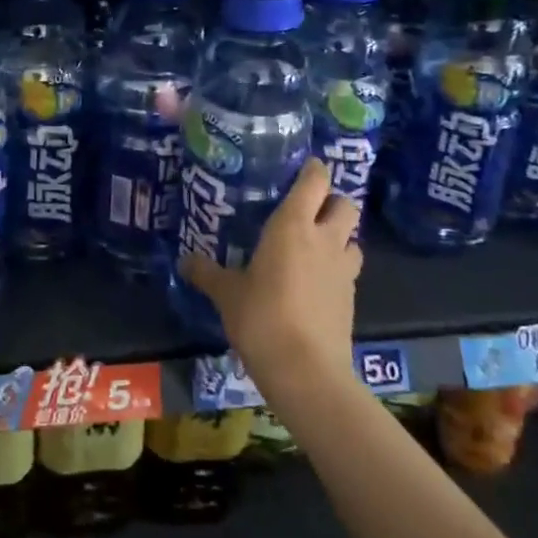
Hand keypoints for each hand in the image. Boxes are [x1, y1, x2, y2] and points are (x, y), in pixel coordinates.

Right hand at [177, 159, 361, 389]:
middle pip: (345, 204)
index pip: (315, 181)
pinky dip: (336, 268)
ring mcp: (343, 269)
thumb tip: (184, 261)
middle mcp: (324, 239)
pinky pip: (348, 269)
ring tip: (314, 246)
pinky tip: (315, 282)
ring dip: (338, 236)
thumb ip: (206, 273)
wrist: (306, 370)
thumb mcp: (226, 294)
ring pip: (352, 238)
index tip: (302, 166)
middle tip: (307, 209)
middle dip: (331, 201)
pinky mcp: (351, 298)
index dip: (313, 169)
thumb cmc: (261, 317)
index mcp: (293, 225)